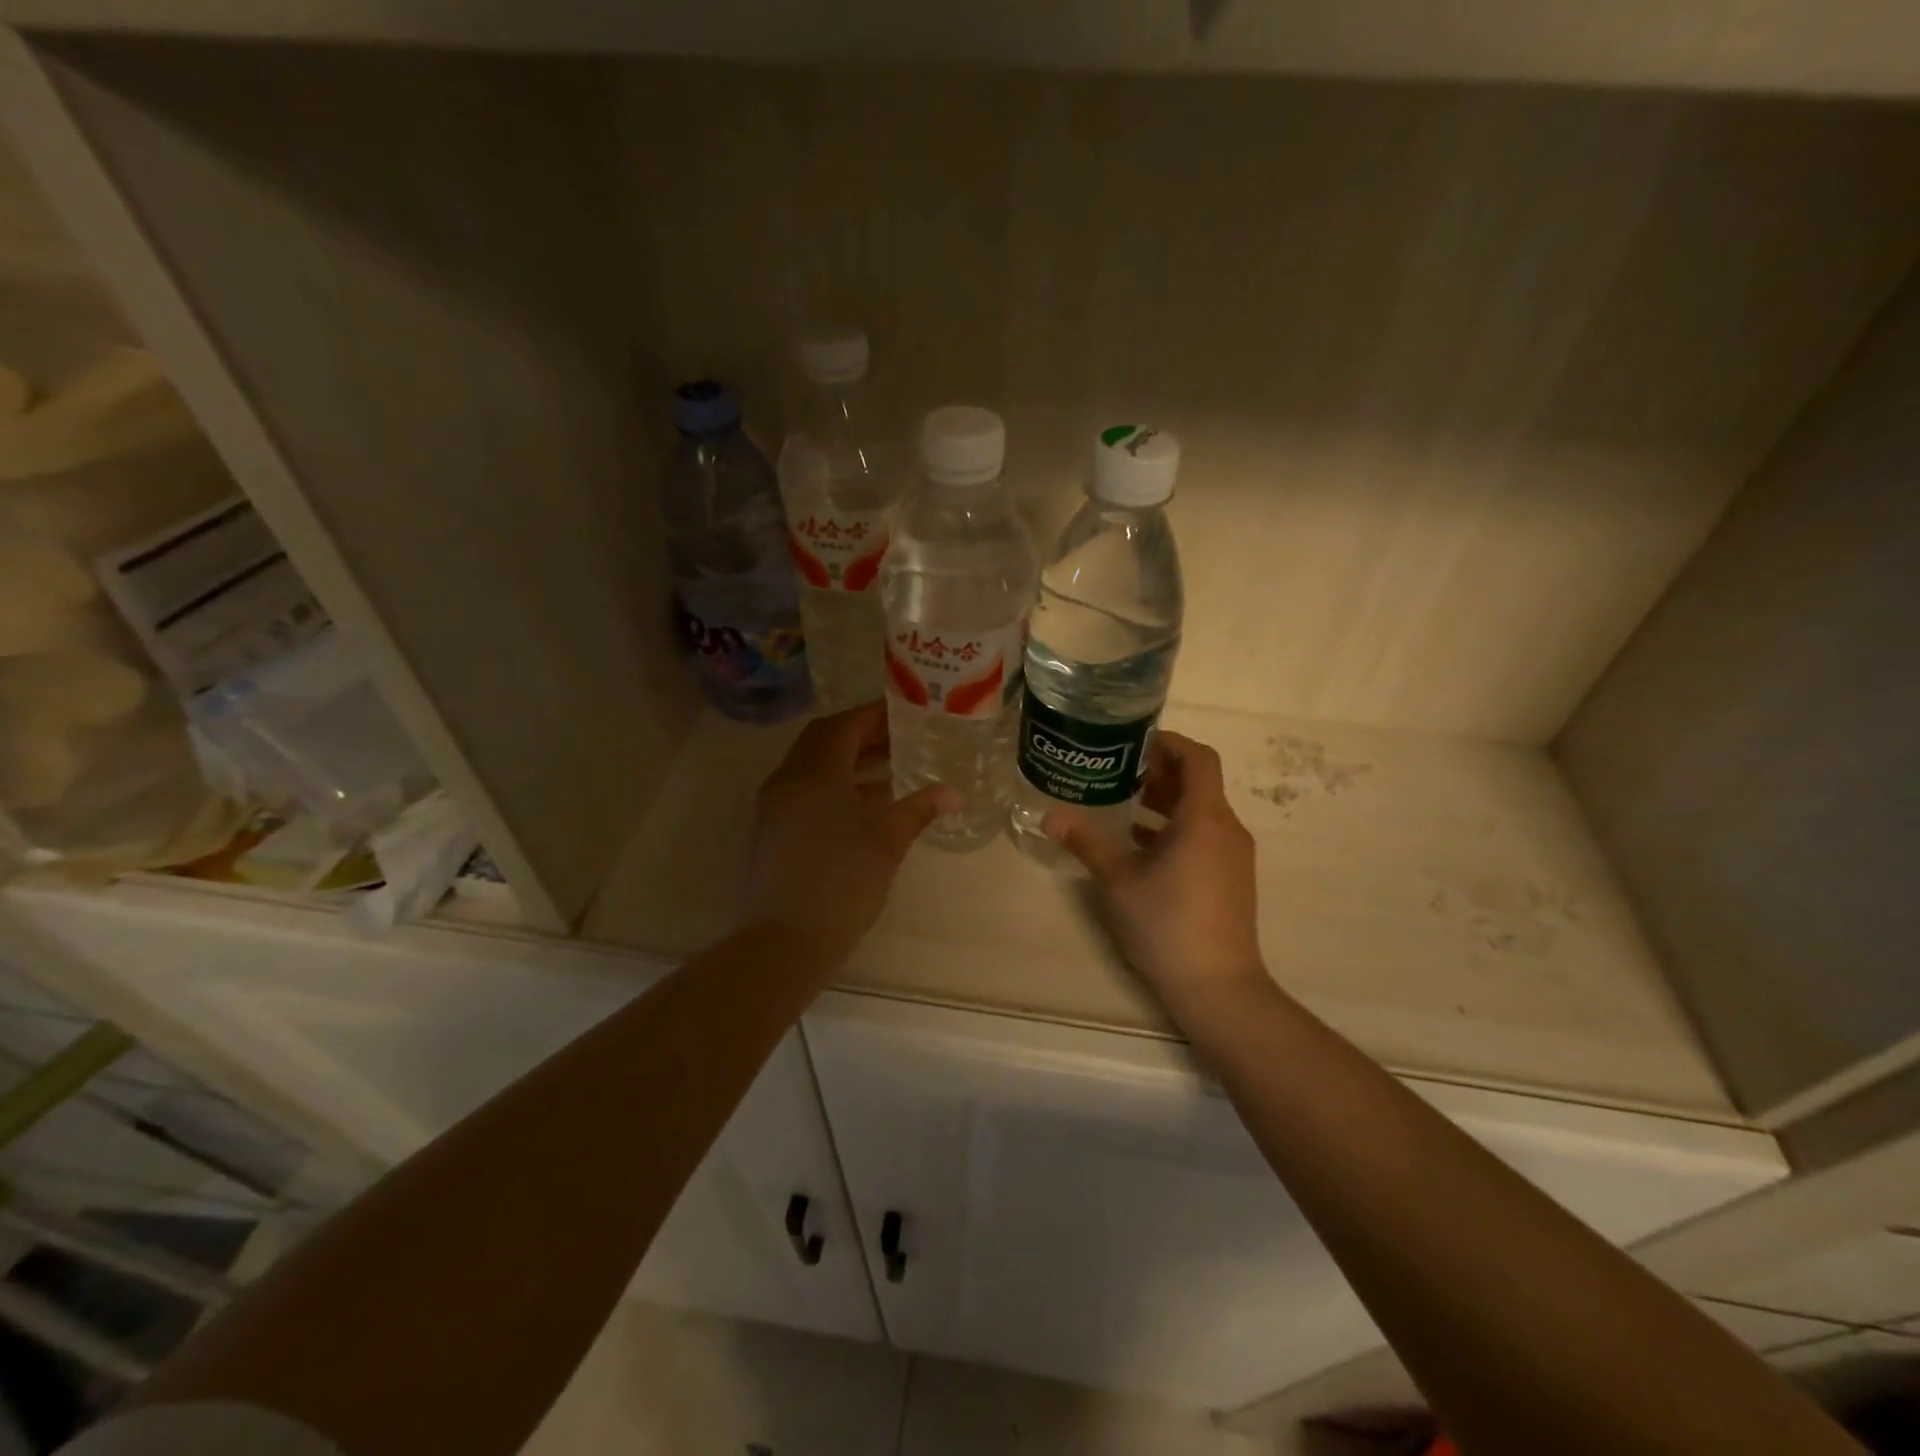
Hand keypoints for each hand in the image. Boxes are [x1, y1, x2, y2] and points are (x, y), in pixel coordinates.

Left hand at [748, 703, 955, 972]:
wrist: (785, 941)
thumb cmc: (842, 882)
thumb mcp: (887, 841)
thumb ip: (919, 809)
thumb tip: (953, 793)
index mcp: (815, 773)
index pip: (844, 726)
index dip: (875, 715)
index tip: (905, 712)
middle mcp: (789, 779)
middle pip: (823, 740)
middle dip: (861, 733)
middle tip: (899, 736)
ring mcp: (776, 805)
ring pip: (813, 766)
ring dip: (848, 760)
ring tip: (891, 766)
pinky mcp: (773, 829)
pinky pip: (805, 790)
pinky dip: (834, 785)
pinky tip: (866, 804)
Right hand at [1044, 732, 1268, 1022]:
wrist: (1218, 987)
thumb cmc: (1167, 924)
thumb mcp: (1119, 880)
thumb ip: (1087, 842)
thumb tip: (1050, 815)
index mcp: (1204, 818)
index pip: (1197, 758)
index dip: (1167, 743)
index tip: (1132, 743)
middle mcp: (1226, 828)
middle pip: (1197, 782)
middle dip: (1158, 771)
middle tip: (1114, 770)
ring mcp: (1232, 856)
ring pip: (1199, 811)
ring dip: (1164, 802)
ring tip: (1120, 802)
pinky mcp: (1230, 878)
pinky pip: (1203, 836)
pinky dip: (1173, 829)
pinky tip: (1139, 845)